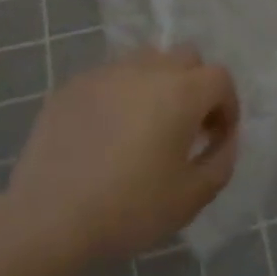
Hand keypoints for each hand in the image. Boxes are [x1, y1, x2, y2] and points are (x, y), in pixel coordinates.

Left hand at [5, 47, 239, 263]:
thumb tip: (225, 139)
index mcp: (181, 91)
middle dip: (195, 86)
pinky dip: (119, 95)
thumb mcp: (190, 198)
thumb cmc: (129, 209)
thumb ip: (221, 162)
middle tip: (185, 127)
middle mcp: (147, 69)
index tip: (216, 138)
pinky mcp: (73, 84)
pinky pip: (109, 78)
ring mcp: (106, 72)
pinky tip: (105, 134)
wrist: (49, 217)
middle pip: (185, 58)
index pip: (220, 78)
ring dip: (157, 84)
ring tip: (144, 126)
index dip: (227, 106)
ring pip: (146, 61)